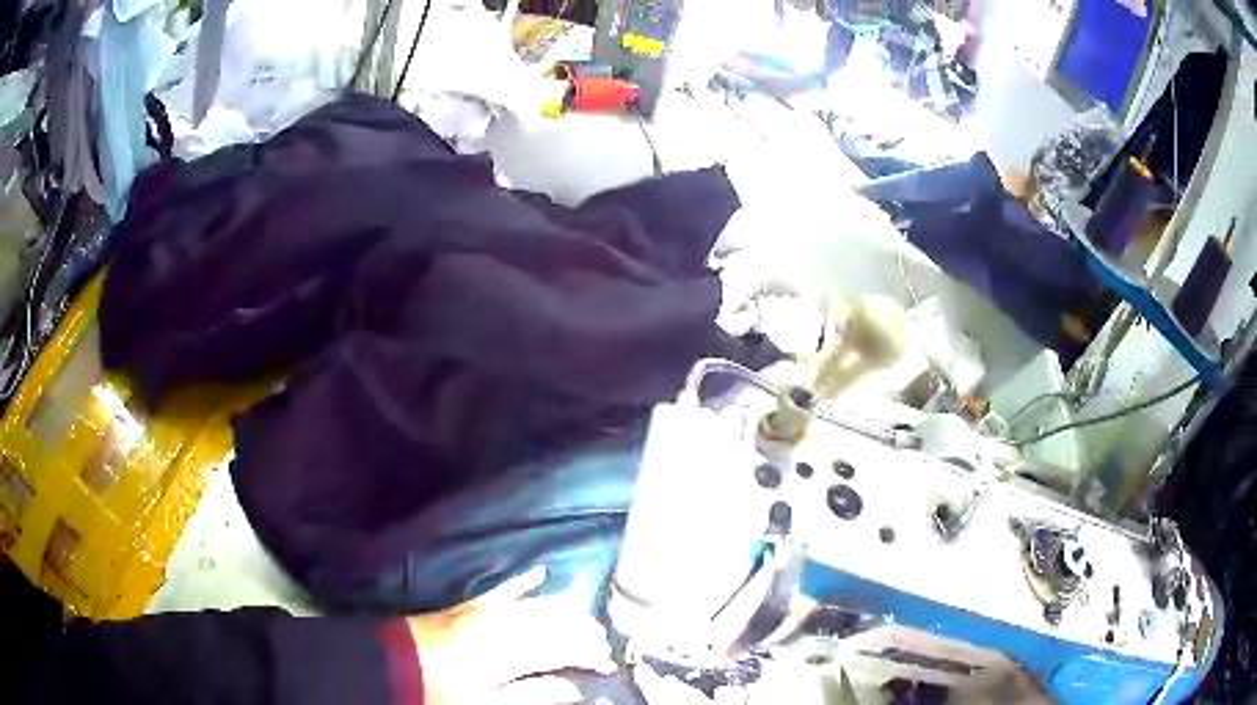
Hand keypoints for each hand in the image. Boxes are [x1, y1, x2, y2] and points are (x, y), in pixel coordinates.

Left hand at [408, 566, 615, 704]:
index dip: (589, 654)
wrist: (394, 665)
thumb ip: (533, 694)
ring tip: (586, 622)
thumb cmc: (441, 691)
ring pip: (536, 605)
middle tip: (603, 644)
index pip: (562, 647)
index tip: (607, 664)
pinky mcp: (469, 605)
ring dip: (565, 612)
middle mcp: (502, 625)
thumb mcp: (486, 703)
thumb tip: (574, 688)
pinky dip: (524, 582)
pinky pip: (502, 589)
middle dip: (583, 632)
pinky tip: (541, 573)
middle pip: (554, 623)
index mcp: (509, 653)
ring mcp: (485, 611)